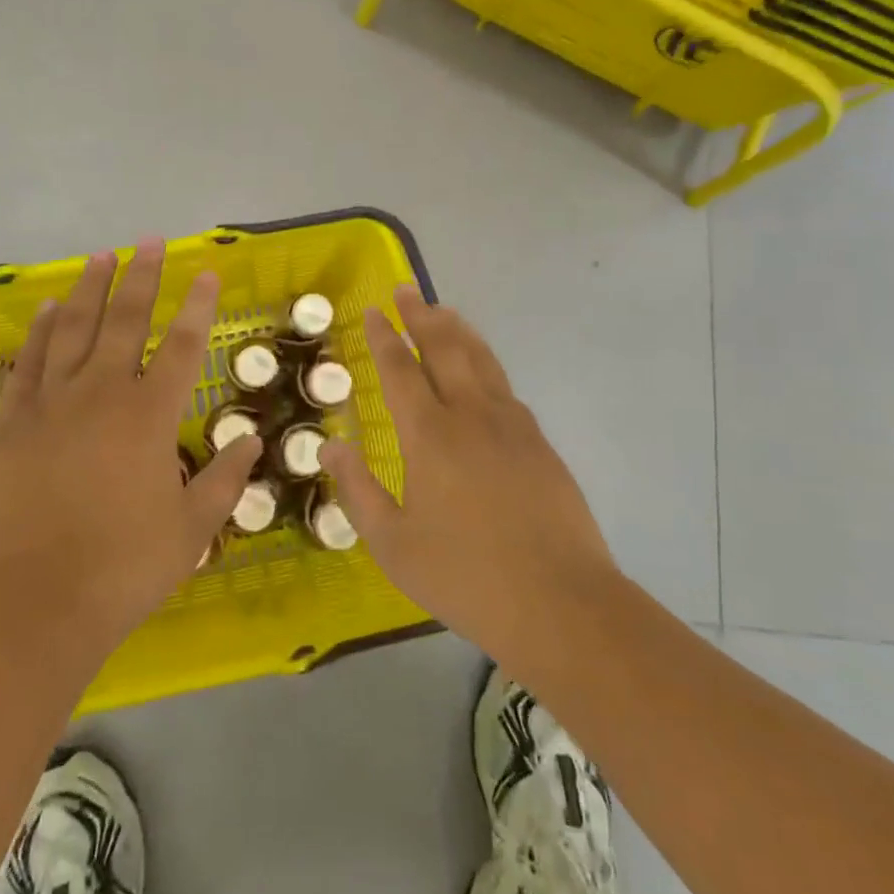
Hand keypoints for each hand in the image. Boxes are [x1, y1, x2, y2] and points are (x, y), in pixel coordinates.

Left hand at [0, 240, 260, 675]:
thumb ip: (224, 481)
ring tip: (101, 256)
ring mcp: (50, 404)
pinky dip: (40, 331)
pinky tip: (48, 309)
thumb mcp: (190, 531)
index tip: (205, 272)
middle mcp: (101, 394)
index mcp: (149, 417)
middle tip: (149, 241)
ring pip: (73, 329)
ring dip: (90, 289)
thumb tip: (251, 441)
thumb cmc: (120, 569)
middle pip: (125, 321)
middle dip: (142, 277)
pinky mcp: (11, 422)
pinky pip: (28, 362)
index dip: (197, 306)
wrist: (30, 604)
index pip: (182, 346)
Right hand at [321, 286, 617, 677]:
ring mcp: (511, 426)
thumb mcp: (393, 544)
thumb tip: (332, 448)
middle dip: (422, 316)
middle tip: (407, 291)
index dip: (385, 338)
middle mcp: (470, 416)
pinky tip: (483, 372)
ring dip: (458, 332)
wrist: (561, 603)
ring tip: (444, 311)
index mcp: (429, 436)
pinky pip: (505, 388)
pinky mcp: (539, 444)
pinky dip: (486, 365)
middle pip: (444, 349)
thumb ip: (358, 491)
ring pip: (481, 361)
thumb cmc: (465, 576)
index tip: (375, 311)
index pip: (400, 370)